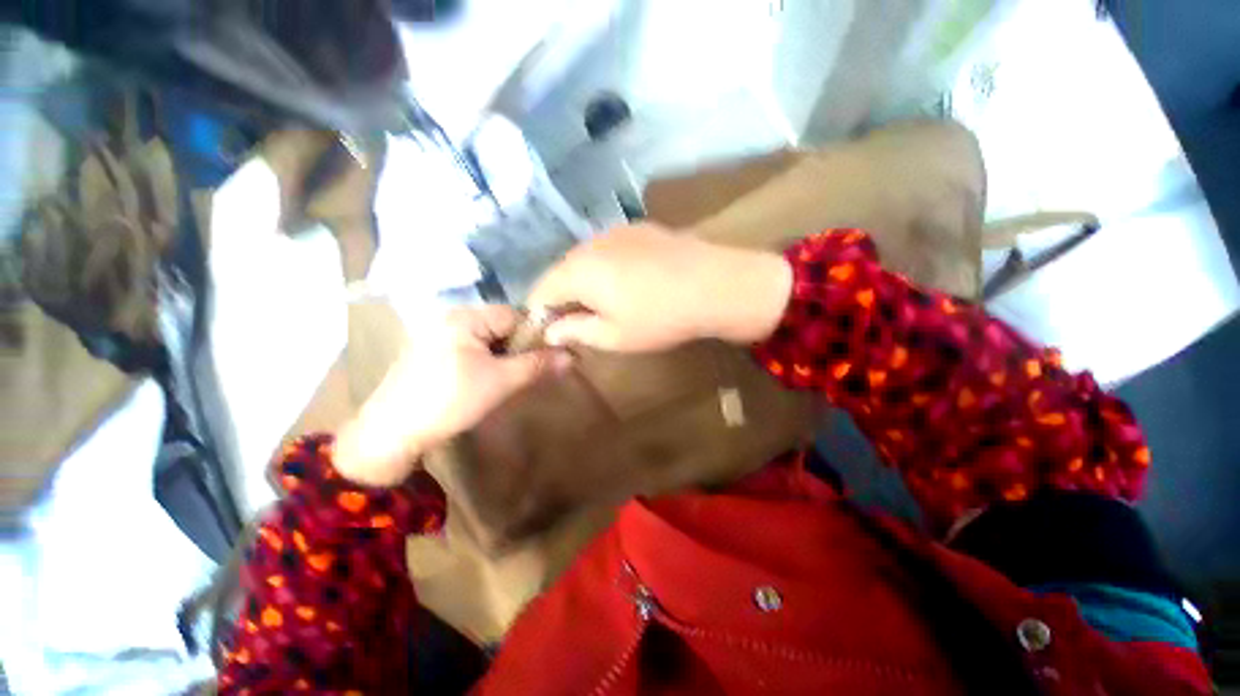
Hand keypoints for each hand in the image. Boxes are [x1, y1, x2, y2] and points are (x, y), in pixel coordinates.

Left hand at [334, 306, 569, 486]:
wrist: (391, 433)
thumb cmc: (450, 400)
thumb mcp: (501, 382)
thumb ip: (537, 365)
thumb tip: (572, 356)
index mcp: (464, 318)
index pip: (513, 315)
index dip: (532, 335)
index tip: (542, 359)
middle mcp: (449, 319)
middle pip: (499, 326)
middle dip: (516, 348)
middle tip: (522, 373)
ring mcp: (436, 335)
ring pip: (485, 340)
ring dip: (501, 357)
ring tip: (502, 381)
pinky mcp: (429, 353)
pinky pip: (468, 349)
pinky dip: (483, 362)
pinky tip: (481, 383)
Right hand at [528, 224, 792, 351]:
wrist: (716, 285)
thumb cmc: (659, 318)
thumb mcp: (613, 336)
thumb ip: (576, 331)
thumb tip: (550, 331)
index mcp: (577, 270)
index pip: (540, 291)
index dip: (541, 314)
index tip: (554, 333)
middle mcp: (591, 243)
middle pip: (562, 272)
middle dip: (564, 297)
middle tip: (581, 322)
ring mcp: (617, 231)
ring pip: (587, 259)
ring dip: (587, 281)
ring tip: (607, 303)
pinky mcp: (641, 228)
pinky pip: (610, 250)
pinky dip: (608, 267)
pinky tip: (631, 283)